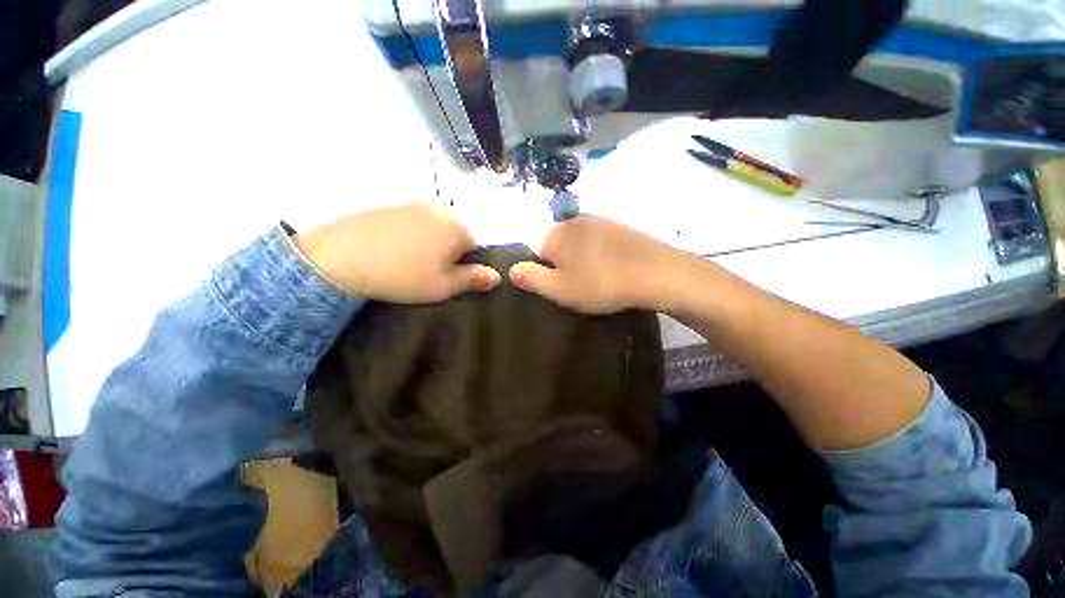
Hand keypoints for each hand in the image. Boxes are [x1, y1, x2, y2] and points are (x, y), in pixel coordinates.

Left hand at [295, 204, 499, 302]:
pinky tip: (395, 249)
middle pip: (458, 234)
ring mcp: (415, 203)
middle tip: (430, 271)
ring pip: (437, 227)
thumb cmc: (402, 276)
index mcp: (458, 227)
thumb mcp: (443, 286)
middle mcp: (442, 208)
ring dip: (432, 243)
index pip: (479, 246)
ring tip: (410, 261)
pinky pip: (416, 221)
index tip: (450, 277)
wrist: (339, 257)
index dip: (468, 265)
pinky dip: (413, 234)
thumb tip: (497, 276)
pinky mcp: (393, 203)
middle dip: (451, 252)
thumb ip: (474, 279)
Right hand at [509, 215, 683, 313]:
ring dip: (581, 259)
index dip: (544, 272)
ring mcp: (598, 220)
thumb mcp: (559, 289)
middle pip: (556, 245)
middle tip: (579, 287)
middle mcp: (573, 220)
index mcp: (555, 234)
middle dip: (562, 264)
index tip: (561, 288)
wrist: (656, 273)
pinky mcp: (618, 226)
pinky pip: (597, 241)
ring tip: (597, 279)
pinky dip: (599, 254)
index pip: (534, 251)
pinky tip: (612, 268)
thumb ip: (531, 278)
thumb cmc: (600, 284)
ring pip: (578, 243)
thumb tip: (511, 268)